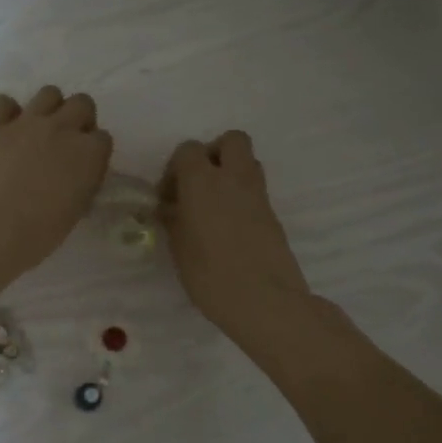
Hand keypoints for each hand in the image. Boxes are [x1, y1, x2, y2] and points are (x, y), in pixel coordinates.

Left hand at [0, 86, 112, 282]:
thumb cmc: (37, 235)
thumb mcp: (74, 211)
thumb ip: (81, 182)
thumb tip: (77, 174)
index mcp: (89, 154)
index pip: (103, 138)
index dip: (94, 151)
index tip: (84, 165)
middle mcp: (62, 129)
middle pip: (82, 104)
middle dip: (78, 119)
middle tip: (65, 142)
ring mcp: (25, 122)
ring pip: (49, 93)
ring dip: (49, 108)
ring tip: (38, 130)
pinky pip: (4, 102)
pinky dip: (7, 113)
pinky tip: (4, 131)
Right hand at [159, 132, 310, 335]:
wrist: (266, 302)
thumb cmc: (211, 276)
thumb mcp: (179, 249)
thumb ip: (172, 220)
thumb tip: (169, 207)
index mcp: (203, 181)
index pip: (188, 150)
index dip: (175, 168)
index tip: (168, 197)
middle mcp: (234, 178)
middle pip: (231, 140)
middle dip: (214, 153)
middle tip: (198, 184)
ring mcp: (258, 195)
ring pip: (248, 162)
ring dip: (230, 173)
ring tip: (213, 206)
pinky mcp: (273, 215)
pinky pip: (255, 190)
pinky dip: (241, 197)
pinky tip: (228, 227)